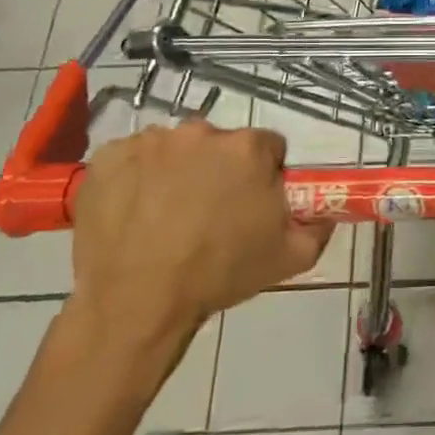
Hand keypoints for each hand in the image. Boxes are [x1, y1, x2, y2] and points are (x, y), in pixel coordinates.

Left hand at [69, 122, 332, 358]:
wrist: (135, 303)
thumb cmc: (219, 274)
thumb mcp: (290, 258)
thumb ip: (318, 227)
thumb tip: (326, 213)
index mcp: (248, 148)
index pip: (269, 147)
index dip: (265, 174)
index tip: (253, 202)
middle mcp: (201, 132)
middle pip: (220, 144)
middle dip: (220, 170)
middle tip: (211, 213)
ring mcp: (150, 142)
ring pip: (175, 149)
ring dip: (178, 171)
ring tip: (167, 216)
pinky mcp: (108, 157)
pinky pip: (132, 159)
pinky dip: (136, 178)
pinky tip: (135, 212)